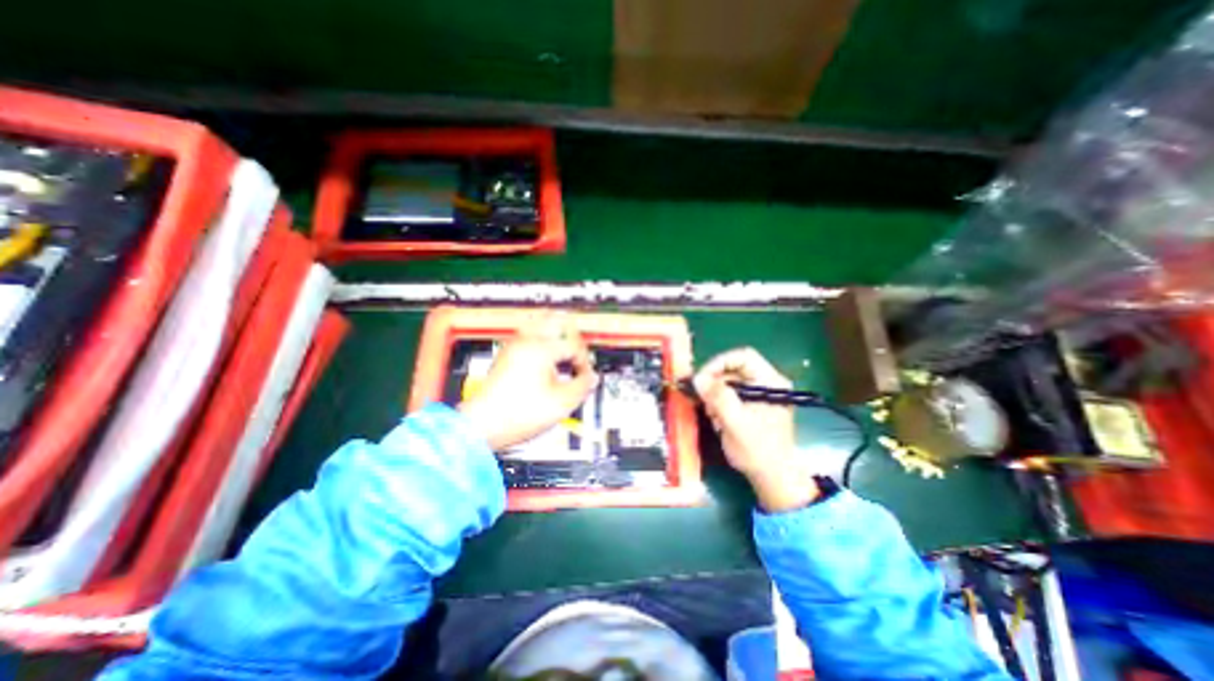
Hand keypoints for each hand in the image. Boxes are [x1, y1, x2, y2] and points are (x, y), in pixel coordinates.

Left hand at [457, 314, 597, 450]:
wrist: (483, 424)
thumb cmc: (516, 414)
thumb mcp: (561, 403)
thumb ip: (582, 386)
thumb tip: (590, 378)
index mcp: (541, 349)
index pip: (574, 345)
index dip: (584, 361)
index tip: (584, 376)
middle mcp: (526, 341)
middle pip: (557, 319)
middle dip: (573, 336)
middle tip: (579, 351)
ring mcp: (514, 346)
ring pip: (541, 322)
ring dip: (557, 333)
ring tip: (565, 349)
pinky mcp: (507, 354)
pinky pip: (529, 334)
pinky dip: (543, 339)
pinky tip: (548, 356)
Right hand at [687, 346, 820, 509]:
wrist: (773, 478)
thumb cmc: (758, 450)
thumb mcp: (735, 422)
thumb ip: (717, 397)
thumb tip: (697, 378)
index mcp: (771, 382)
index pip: (743, 356)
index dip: (719, 363)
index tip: (701, 378)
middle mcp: (767, 383)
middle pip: (734, 369)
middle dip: (715, 383)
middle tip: (702, 399)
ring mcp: (761, 394)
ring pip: (730, 382)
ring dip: (716, 396)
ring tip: (713, 415)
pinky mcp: (754, 404)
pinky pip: (731, 394)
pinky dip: (720, 404)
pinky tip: (718, 420)